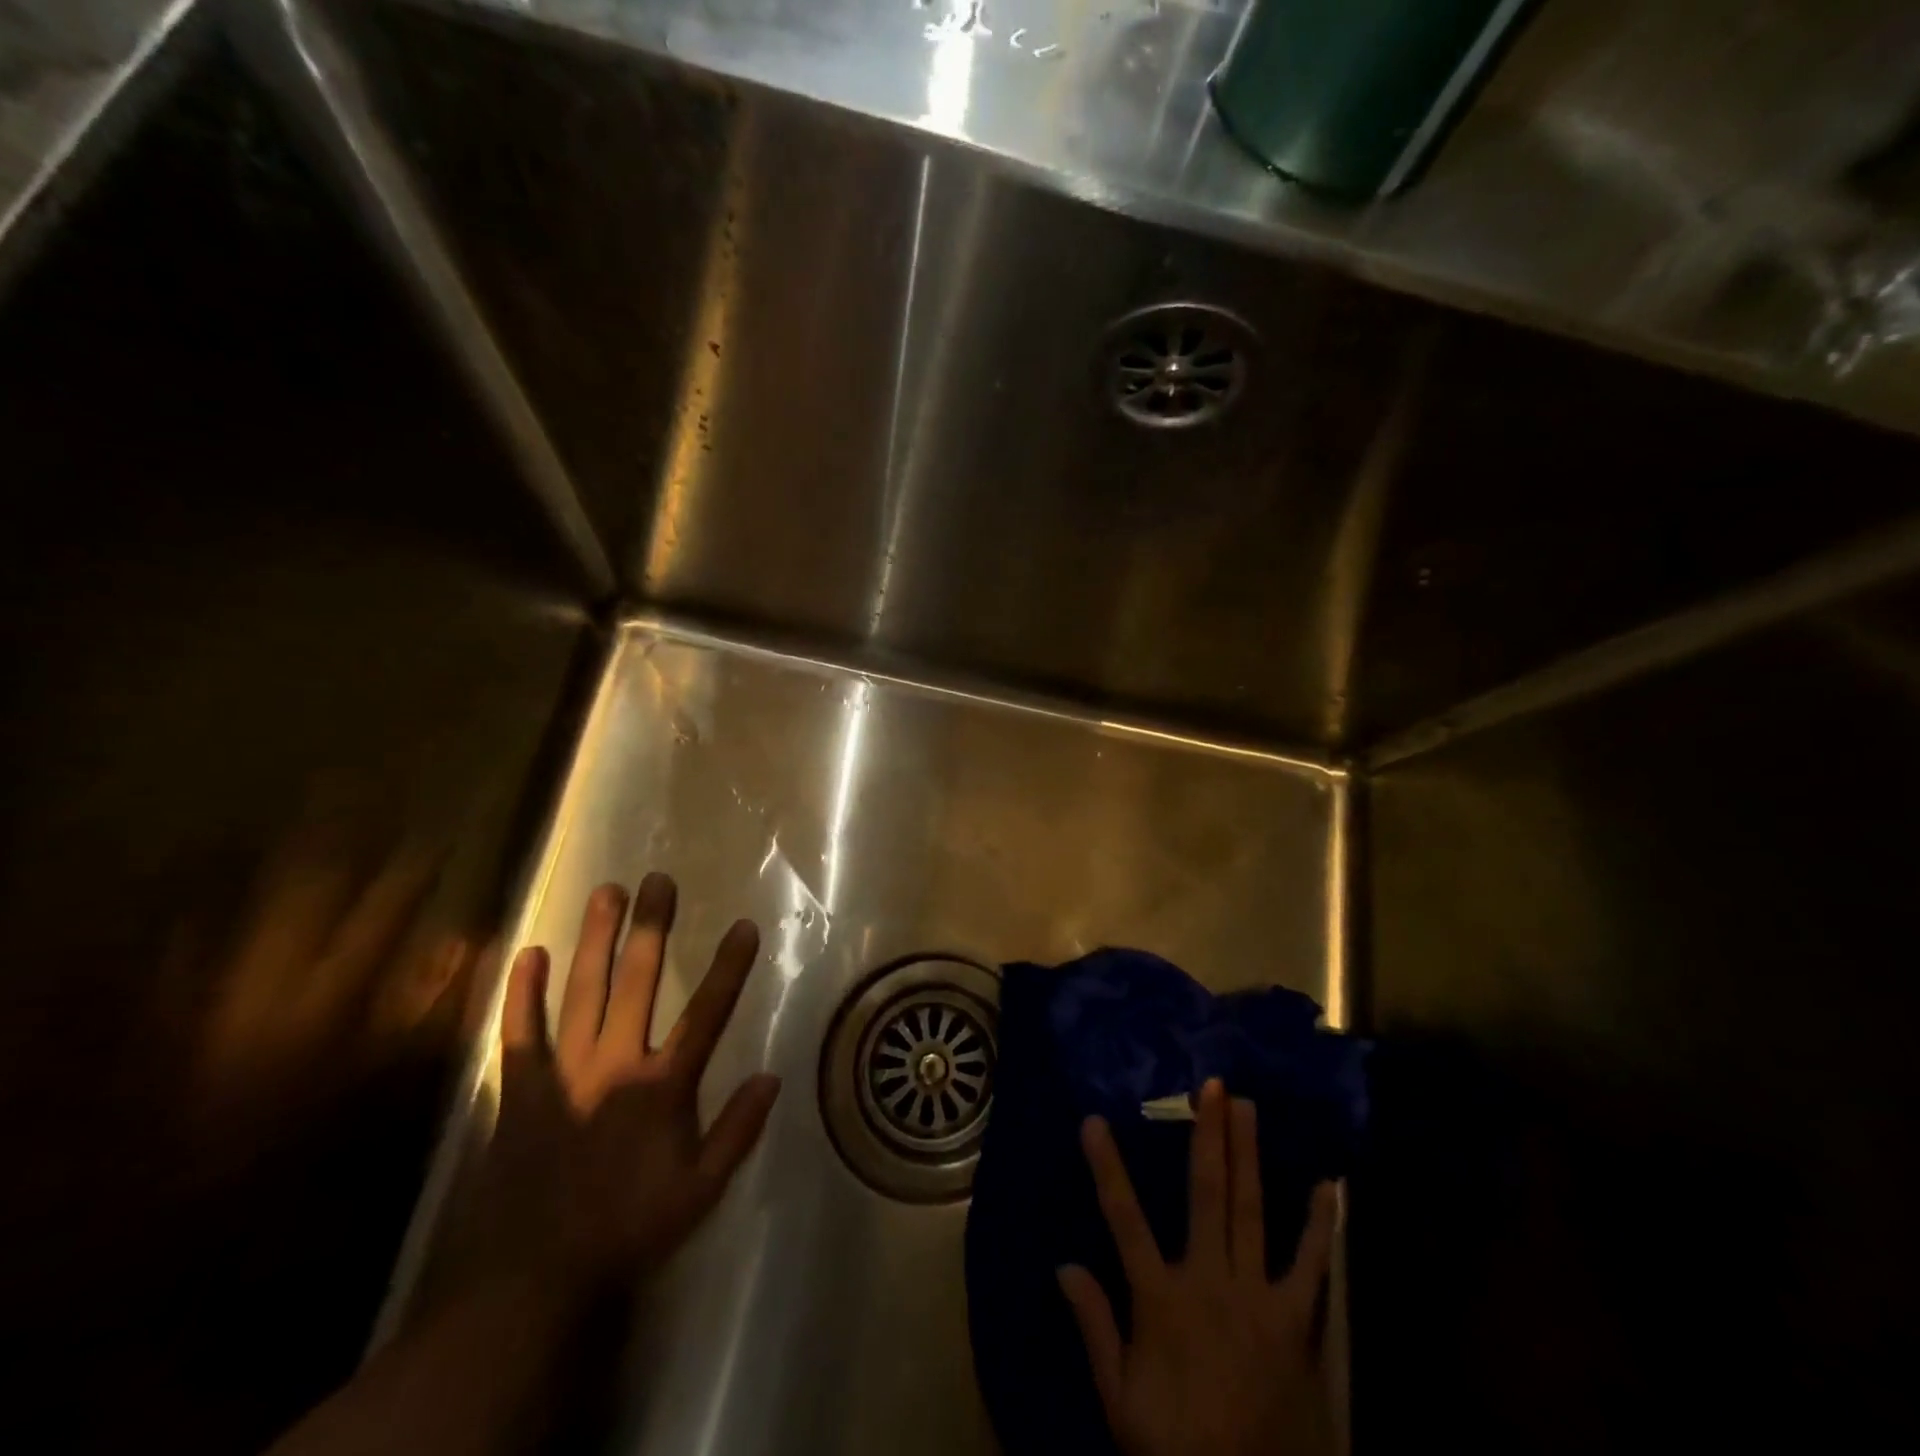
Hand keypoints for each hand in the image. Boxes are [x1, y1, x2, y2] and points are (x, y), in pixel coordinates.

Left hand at [461, 872, 780, 1294]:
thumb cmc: (627, 1227)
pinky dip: (522, 993)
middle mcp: (615, 1063)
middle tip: (657, 881)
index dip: (728, 967)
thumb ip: (737, 1132)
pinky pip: (519, 1031)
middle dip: (651, 928)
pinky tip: (527, 953)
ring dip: (595, 939)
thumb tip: (772, 1076)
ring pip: (583, 991)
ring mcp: (564, 1071)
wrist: (534, 1277)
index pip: (706, 1014)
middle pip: (637, 982)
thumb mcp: (699, 1192)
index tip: (744, 926)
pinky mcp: (520, 1088)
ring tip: (605, 892)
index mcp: (662, 1086)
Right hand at [1058, 1079, 1338, 1455]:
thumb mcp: (1120, 1398)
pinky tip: (1328, 1187)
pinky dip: (1318, 1227)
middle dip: (1208, 1137)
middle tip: (1211, 1086)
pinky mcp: (1295, 1322)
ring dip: (1249, 1156)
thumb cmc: (1177, 1445)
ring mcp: (1256, 1298)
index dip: (1107, 1167)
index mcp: (1160, 1299)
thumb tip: (1063, 1264)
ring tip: (1248, 1107)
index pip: (1124, 1220)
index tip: (1094, 1120)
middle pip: (1206, 1196)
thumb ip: (1095, 1327)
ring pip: (1250, 1212)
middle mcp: (1208, 1282)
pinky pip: (1310, 1267)